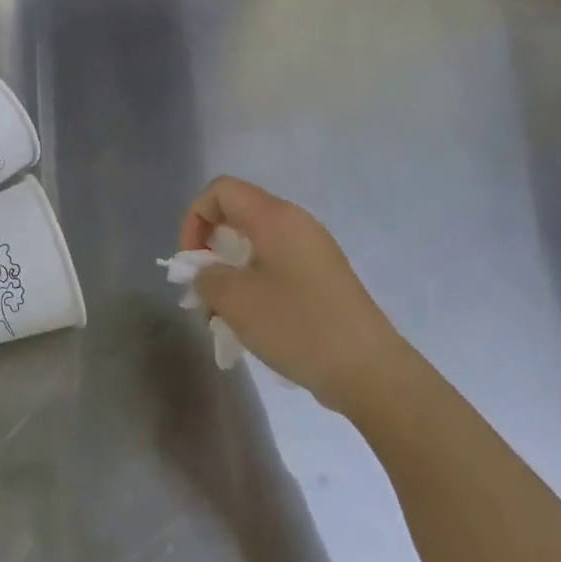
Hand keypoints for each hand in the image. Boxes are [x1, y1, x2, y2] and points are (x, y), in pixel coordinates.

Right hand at [180, 176, 406, 400]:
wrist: (368, 370)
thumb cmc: (295, 325)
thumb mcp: (234, 300)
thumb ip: (206, 276)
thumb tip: (207, 273)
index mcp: (274, 218)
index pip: (220, 191)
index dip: (195, 219)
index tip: (192, 261)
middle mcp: (296, 223)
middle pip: (237, 216)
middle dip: (209, 251)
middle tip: (203, 291)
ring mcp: (314, 250)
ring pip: (255, 245)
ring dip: (230, 273)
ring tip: (222, 315)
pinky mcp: (323, 276)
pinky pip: (275, 265)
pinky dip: (253, 284)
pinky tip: (251, 322)